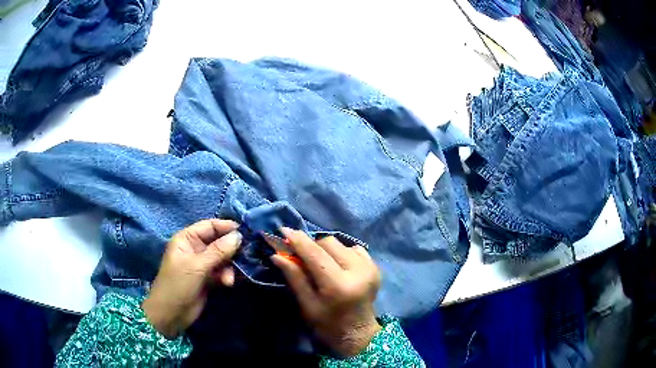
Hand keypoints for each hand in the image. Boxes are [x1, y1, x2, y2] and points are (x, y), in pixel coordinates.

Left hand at [142, 219, 241, 337]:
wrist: (171, 314)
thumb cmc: (178, 284)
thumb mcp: (197, 266)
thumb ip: (218, 251)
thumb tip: (239, 236)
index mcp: (187, 239)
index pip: (209, 226)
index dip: (226, 227)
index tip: (245, 232)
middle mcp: (195, 249)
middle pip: (218, 242)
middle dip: (230, 249)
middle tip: (245, 255)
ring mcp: (202, 265)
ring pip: (222, 258)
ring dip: (229, 267)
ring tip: (228, 279)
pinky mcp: (208, 279)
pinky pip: (222, 272)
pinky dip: (227, 276)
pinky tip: (228, 283)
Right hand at [268, 228, 381, 356]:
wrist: (358, 333)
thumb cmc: (328, 324)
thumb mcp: (307, 305)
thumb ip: (294, 277)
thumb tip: (277, 254)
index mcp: (338, 285)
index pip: (315, 254)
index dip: (298, 240)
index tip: (283, 230)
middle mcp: (357, 271)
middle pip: (328, 243)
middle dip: (311, 246)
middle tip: (301, 256)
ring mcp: (369, 267)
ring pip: (340, 243)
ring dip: (326, 250)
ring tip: (320, 265)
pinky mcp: (375, 266)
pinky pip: (353, 249)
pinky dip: (341, 253)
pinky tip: (337, 267)